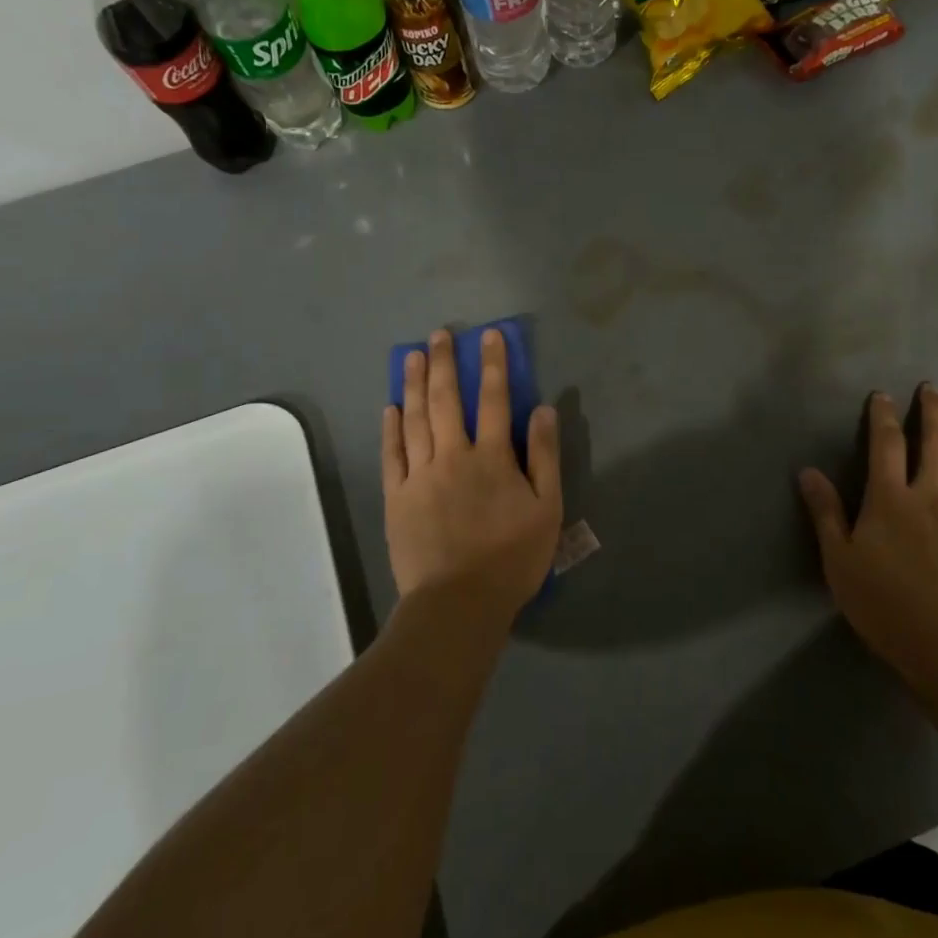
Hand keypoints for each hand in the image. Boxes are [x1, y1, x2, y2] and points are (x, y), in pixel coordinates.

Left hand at [382, 329, 561, 624]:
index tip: (489, 336)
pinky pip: (392, 454)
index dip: (493, 365)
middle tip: (439, 334)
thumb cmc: (512, 557)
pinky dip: (391, 428)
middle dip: (444, 363)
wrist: (459, 602)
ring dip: (414, 384)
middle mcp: (453, 456)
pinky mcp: (397, 497)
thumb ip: (546, 457)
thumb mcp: (546, 509)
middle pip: (447, 400)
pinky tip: (391, 407)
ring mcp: (420, 475)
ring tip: (412, 356)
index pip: (495, 399)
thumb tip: (543, 410)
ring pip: (415, 419)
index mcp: (493, 458)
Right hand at [798, 385, 937, 686]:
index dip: (883, 416)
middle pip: (936, 444)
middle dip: (933, 412)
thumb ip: (825, 513)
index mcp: (889, 499)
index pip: (886, 445)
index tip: (883, 395)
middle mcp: (930, 498)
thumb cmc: (883, 603)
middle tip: (932, 390)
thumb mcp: (838, 560)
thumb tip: (807, 471)